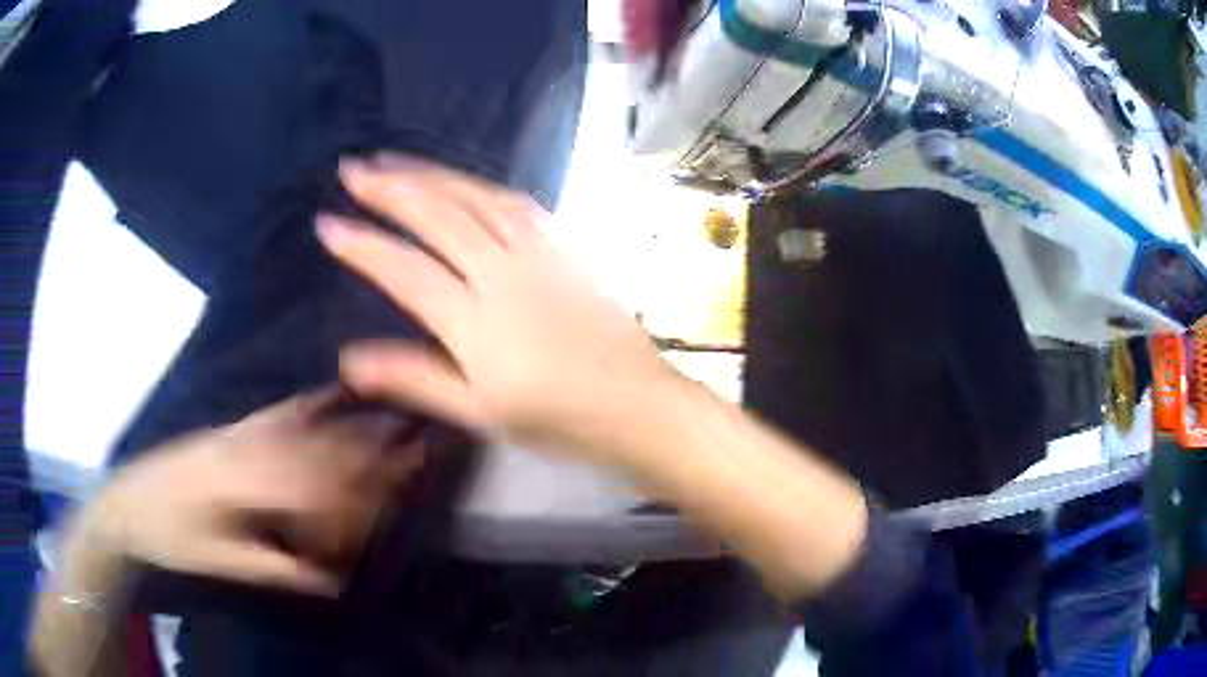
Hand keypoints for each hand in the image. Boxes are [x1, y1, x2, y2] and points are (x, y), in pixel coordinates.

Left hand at [74, 390, 422, 595]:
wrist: (128, 501)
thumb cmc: (169, 537)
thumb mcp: (216, 561)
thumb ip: (272, 566)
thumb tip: (329, 581)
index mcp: (241, 485)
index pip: (314, 491)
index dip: (358, 500)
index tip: (397, 504)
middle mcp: (248, 448)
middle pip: (321, 449)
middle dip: (374, 452)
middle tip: (423, 447)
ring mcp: (242, 431)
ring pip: (309, 425)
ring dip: (356, 424)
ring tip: (399, 419)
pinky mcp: (235, 426)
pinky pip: (282, 409)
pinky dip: (315, 400)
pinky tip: (338, 392)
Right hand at [318, 156, 678, 458]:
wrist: (637, 405)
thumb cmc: (558, 420)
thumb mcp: (479, 412)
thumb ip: (414, 378)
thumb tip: (349, 360)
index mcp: (474, 321)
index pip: (404, 270)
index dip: (362, 245)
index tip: (327, 222)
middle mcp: (502, 274)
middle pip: (438, 217)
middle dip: (390, 189)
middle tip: (354, 168)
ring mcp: (539, 255)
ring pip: (477, 199)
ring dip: (433, 175)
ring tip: (397, 162)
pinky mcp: (566, 250)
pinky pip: (520, 206)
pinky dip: (483, 187)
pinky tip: (466, 182)